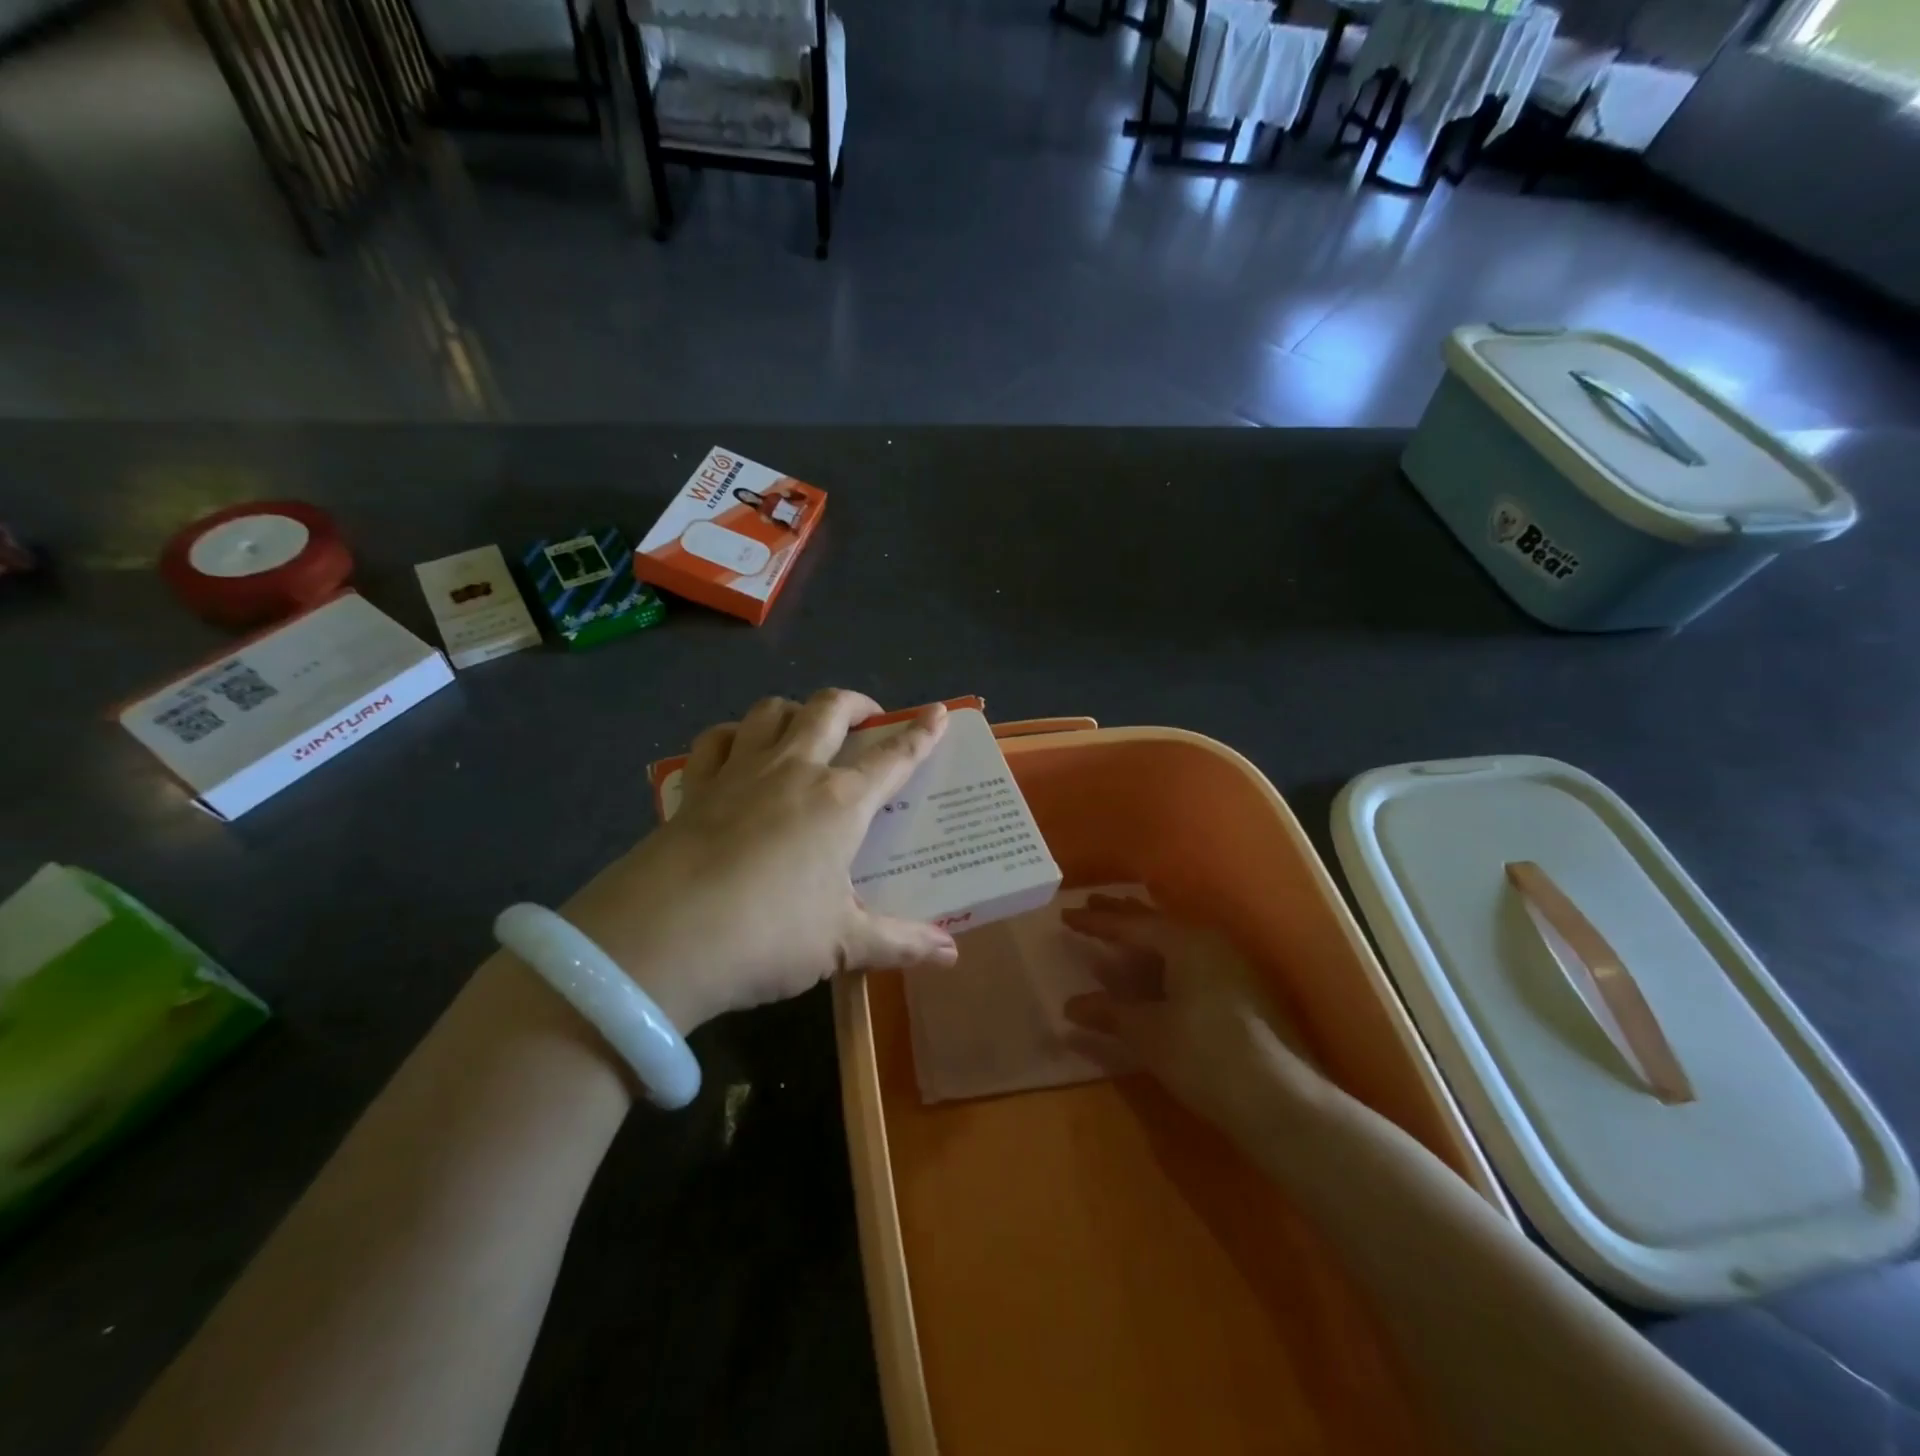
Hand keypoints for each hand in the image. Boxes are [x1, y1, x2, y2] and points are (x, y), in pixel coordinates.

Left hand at [560, 690, 959, 1032]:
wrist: (662, 939)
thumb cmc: (768, 935)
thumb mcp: (842, 945)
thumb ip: (900, 944)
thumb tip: (952, 955)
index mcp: (839, 802)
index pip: (893, 758)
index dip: (921, 733)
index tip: (939, 711)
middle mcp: (793, 772)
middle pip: (828, 710)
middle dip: (856, 703)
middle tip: (868, 715)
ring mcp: (739, 773)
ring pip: (770, 711)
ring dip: (795, 709)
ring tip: (804, 727)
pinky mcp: (694, 788)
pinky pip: (716, 740)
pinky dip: (733, 735)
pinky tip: (737, 749)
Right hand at [1062, 895, 1328, 1133]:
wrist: (1284, 1102)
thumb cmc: (1206, 1056)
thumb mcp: (1149, 1034)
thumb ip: (1109, 1013)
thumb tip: (1072, 1005)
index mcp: (1186, 942)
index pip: (1131, 924)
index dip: (1096, 922)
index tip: (1066, 915)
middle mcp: (1211, 944)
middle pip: (1157, 924)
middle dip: (1122, 918)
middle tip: (1091, 906)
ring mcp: (1233, 967)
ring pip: (1177, 944)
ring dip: (1144, 942)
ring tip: (1118, 939)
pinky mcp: (1244, 994)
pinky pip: (1191, 963)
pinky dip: (1164, 964)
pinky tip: (1154, 976)